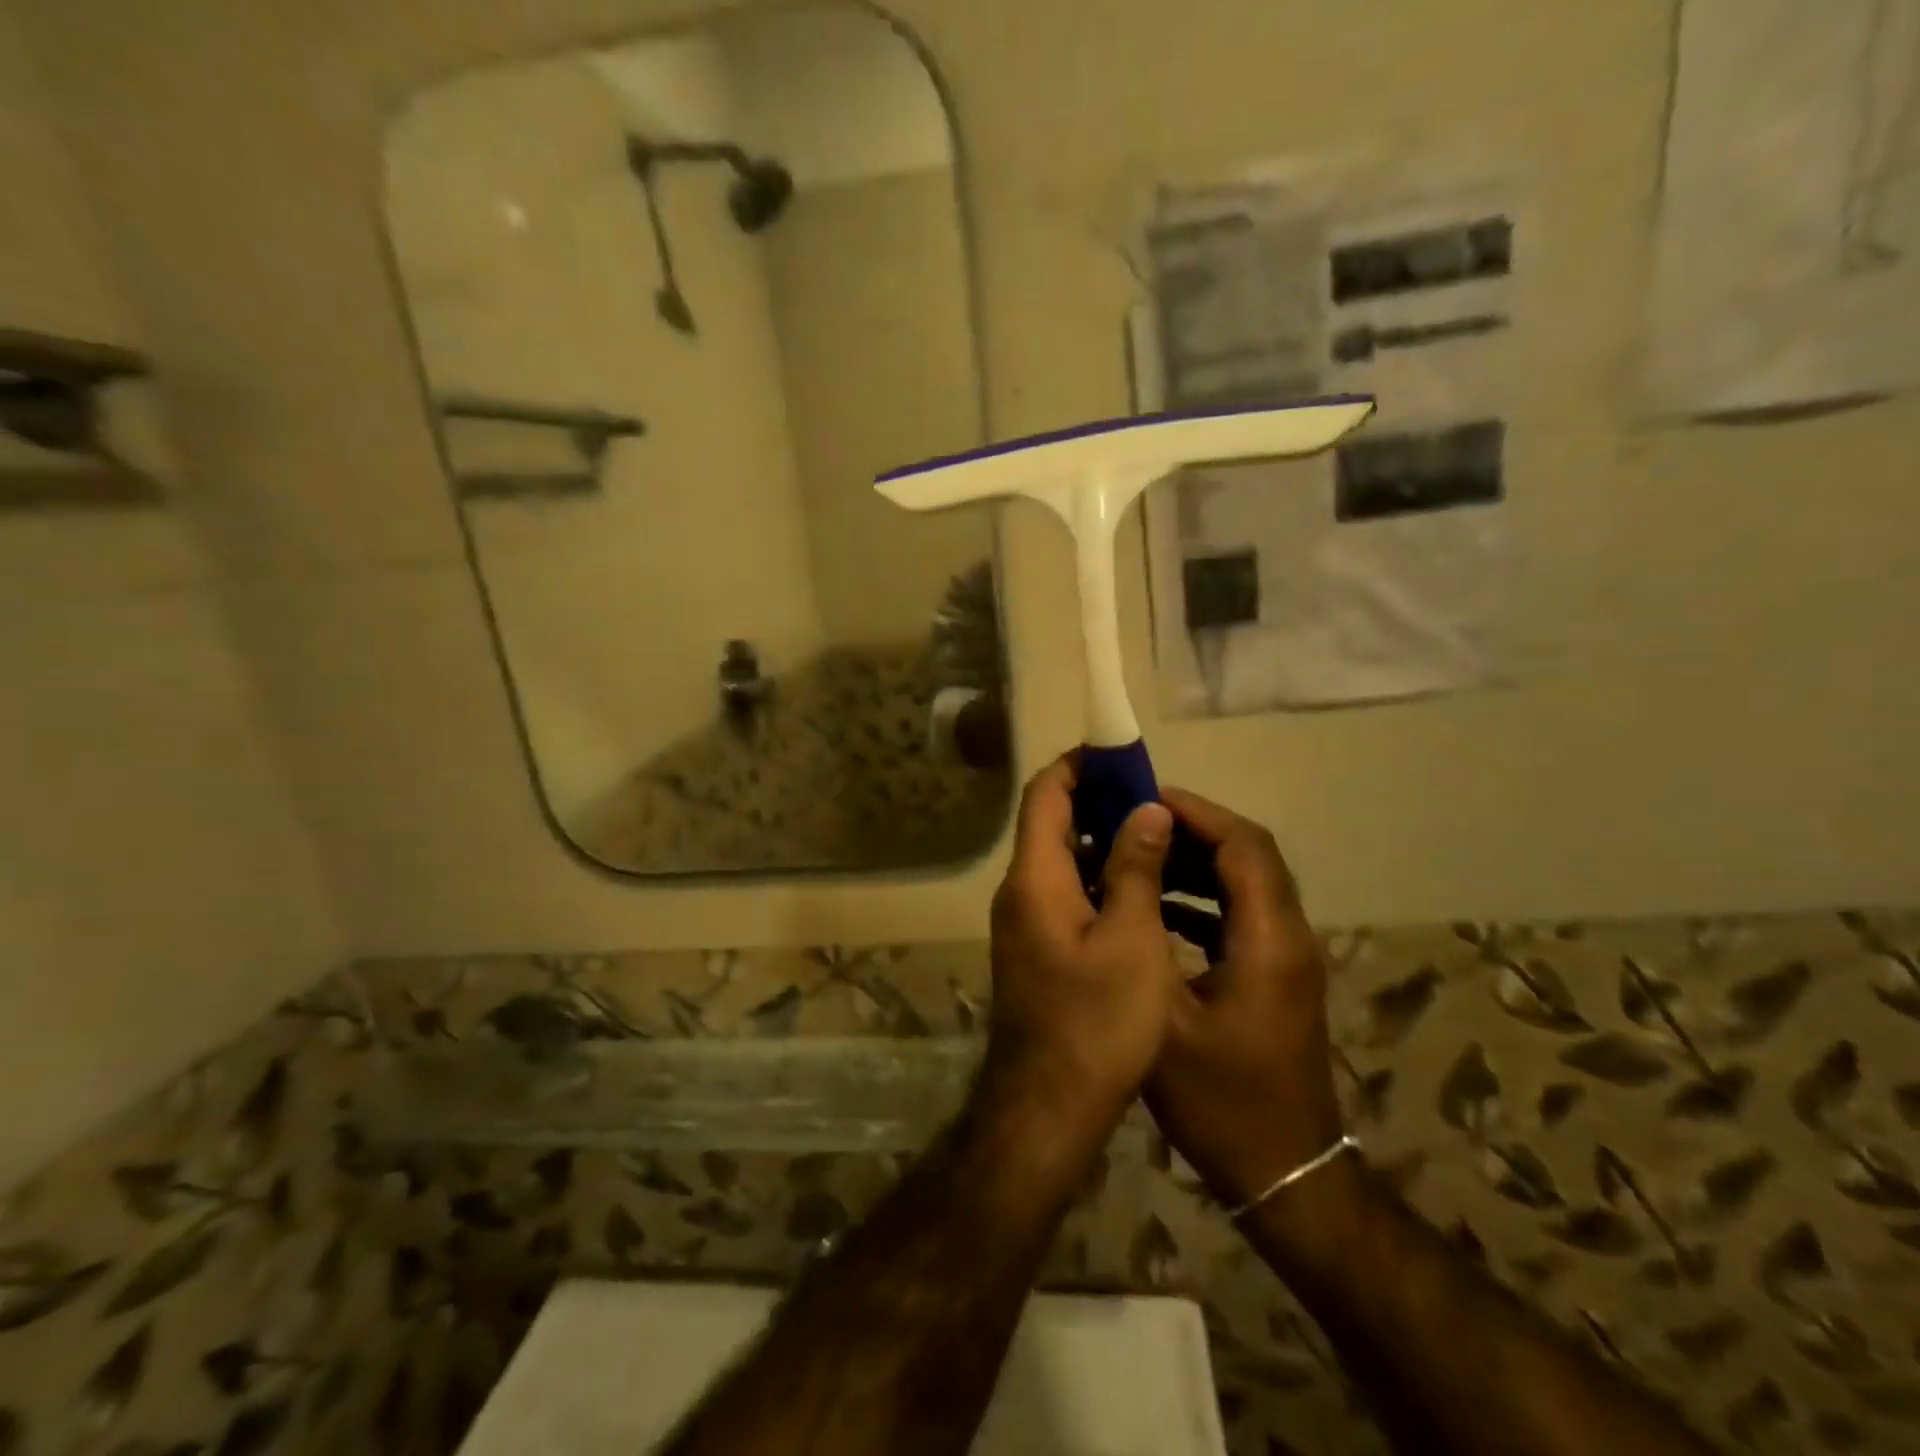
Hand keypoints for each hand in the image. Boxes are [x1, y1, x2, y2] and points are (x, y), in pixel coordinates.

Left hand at [981, 754, 1182, 1148]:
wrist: (1049, 1106)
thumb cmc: (1097, 1022)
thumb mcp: (1131, 940)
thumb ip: (1135, 868)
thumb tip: (1144, 809)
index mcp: (1034, 878)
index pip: (1045, 794)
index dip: (1078, 766)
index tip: (1120, 756)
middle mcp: (1018, 891)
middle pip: (1050, 823)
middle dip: (1097, 802)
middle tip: (1152, 800)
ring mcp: (1023, 921)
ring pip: (1060, 860)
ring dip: (1101, 842)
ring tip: (1155, 839)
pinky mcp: (1035, 947)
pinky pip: (1063, 892)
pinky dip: (1096, 878)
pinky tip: (1139, 890)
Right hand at [1147, 788, 1342, 1208]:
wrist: (1283, 1174)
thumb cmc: (1220, 1099)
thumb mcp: (1166, 1019)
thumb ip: (1145, 938)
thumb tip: (1124, 874)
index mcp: (1268, 940)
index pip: (1244, 847)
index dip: (1198, 814)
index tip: (1145, 799)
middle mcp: (1289, 937)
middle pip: (1251, 857)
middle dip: (1195, 830)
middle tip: (1134, 822)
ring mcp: (1287, 959)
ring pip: (1248, 884)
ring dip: (1198, 862)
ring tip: (1141, 854)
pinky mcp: (1278, 977)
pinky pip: (1243, 915)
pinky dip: (1204, 897)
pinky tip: (1159, 907)